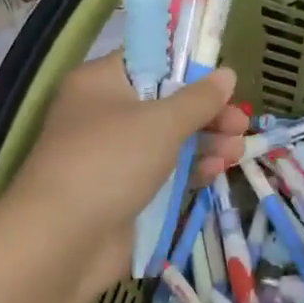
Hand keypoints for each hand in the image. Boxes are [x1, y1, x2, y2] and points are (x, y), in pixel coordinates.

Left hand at [4, 55, 246, 301]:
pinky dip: (191, 170)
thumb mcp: (161, 122)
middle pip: (166, 103)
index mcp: (101, 83)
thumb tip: (226, 73)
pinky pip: (165, 173)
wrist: (63, 240)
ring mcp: (115, 157)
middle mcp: (105, 115)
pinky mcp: (126, 193)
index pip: (149, 61)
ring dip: (205, 142)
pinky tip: (216, 171)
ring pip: (169, 141)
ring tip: (238, 150)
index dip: (188, 68)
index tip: (223, 79)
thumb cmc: (110, 162)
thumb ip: (198, 99)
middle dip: (206, 113)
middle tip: (240, 123)